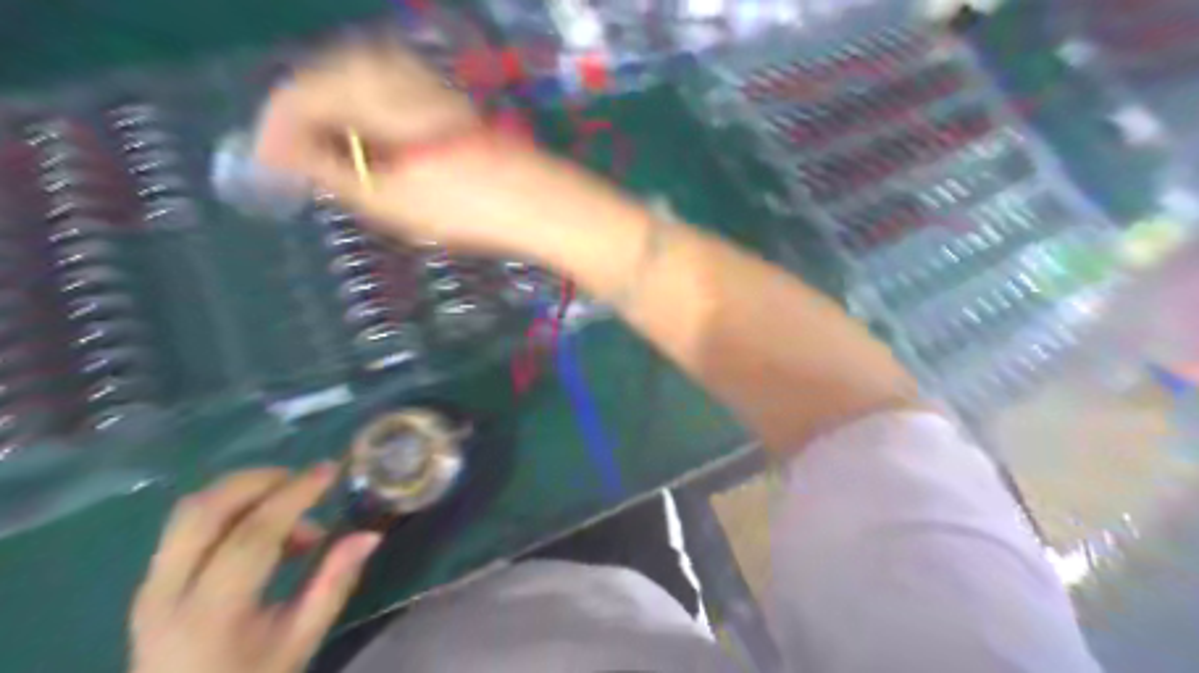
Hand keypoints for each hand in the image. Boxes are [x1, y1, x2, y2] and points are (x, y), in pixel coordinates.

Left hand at [128, 465, 378, 672]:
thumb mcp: (300, 642)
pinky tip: (265, 530)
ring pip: (192, 510)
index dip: (294, 496)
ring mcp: (152, 584)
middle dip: (261, 480)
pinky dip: (230, 509)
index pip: (252, 536)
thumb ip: (333, 584)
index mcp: (211, 613)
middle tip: (306, 481)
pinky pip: (189, 525)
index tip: (331, 470)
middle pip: (206, 510)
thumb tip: (369, 535)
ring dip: (244, 492)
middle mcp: (169, 591)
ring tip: (290, 510)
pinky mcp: (151, 580)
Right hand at [251, 37, 646, 265]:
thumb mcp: (383, 196)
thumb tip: (280, 154)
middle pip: (322, 85)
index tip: (265, 169)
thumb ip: (325, 169)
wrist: (536, 200)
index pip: (295, 96)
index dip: (274, 135)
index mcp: (367, 85)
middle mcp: (391, 68)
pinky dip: (368, 122)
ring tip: (335, 167)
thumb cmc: (461, 203)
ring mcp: (423, 80)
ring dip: (335, 124)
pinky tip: (375, 152)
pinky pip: (385, 98)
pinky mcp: (444, 98)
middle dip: (304, 126)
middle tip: (298, 169)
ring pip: (354, 90)